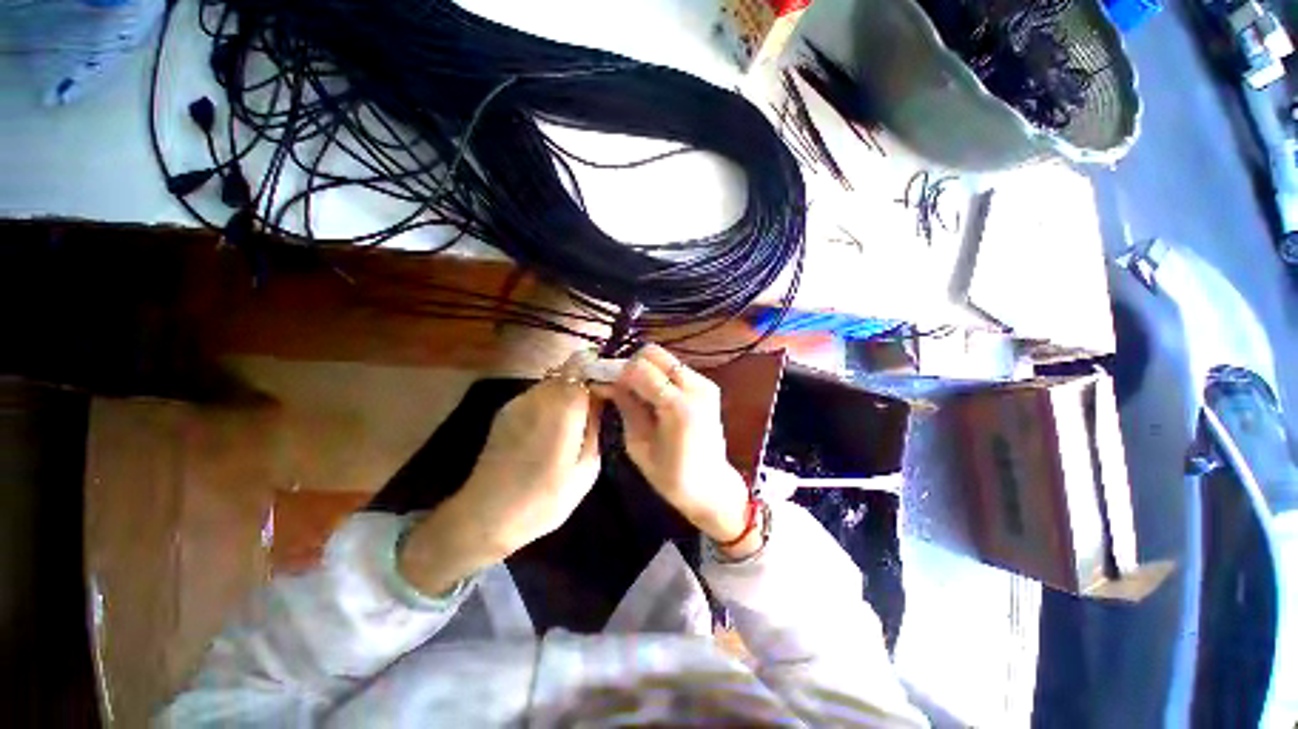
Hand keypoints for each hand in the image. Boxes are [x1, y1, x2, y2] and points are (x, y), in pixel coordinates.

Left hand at [400, 353, 602, 595]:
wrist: (485, 517)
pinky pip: (538, 394)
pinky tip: (552, 426)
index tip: (611, 391)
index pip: (586, 370)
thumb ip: (596, 427)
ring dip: (568, 391)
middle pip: (569, 371)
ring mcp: (519, 401)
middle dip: (586, 381)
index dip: (601, 375)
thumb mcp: (586, 469)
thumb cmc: (544, 499)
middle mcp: (539, 396)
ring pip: (553, 380)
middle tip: (597, 405)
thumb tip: (601, 401)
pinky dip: (551, 400)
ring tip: (576, 418)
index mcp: (563, 409)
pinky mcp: (506, 410)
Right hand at [599, 345, 751, 545]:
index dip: (618, 372)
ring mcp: (705, 383)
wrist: (712, 486)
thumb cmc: (671, 476)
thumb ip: (626, 407)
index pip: (640, 369)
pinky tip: (655, 396)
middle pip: (654, 352)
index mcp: (677, 407)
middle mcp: (695, 387)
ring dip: (646, 368)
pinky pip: (676, 368)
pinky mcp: (708, 385)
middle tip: (622, 386)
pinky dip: (660, 375)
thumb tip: (607, 382)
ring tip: (637, 392)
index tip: (606, 384)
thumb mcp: (638, 445)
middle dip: (632, 364)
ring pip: (665, 357)